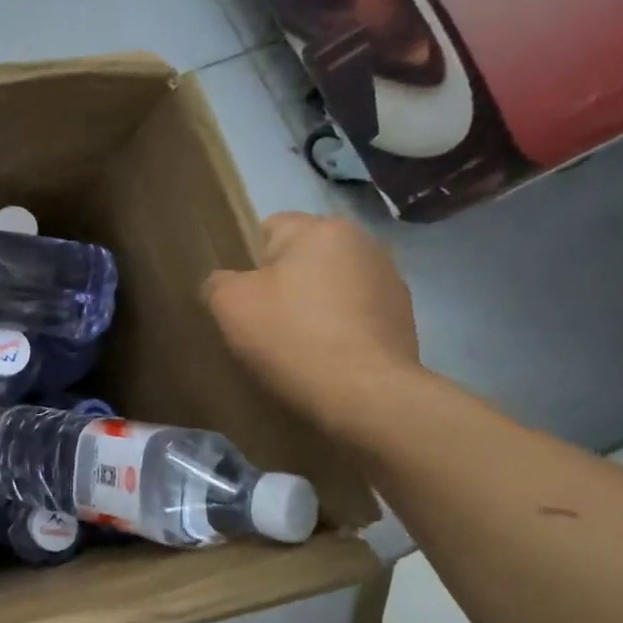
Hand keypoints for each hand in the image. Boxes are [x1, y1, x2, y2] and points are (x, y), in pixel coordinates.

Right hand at [203, 212, 420, 434]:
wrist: (363, 395)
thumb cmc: (290, 335)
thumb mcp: (228, 303)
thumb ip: (218, 281)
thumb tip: (225, 283)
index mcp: (322, 229)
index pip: (269, 228)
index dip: (247, 261)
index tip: (241, 297)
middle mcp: (364, 244)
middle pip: (303, 258)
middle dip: (283, 283)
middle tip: (262, 322)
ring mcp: (390, 282)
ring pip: (330, 287)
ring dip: (313, 306)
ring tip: (295, 345)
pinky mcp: (404, 319)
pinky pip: (354, 315)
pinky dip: (338, 330)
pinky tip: (324, 358)